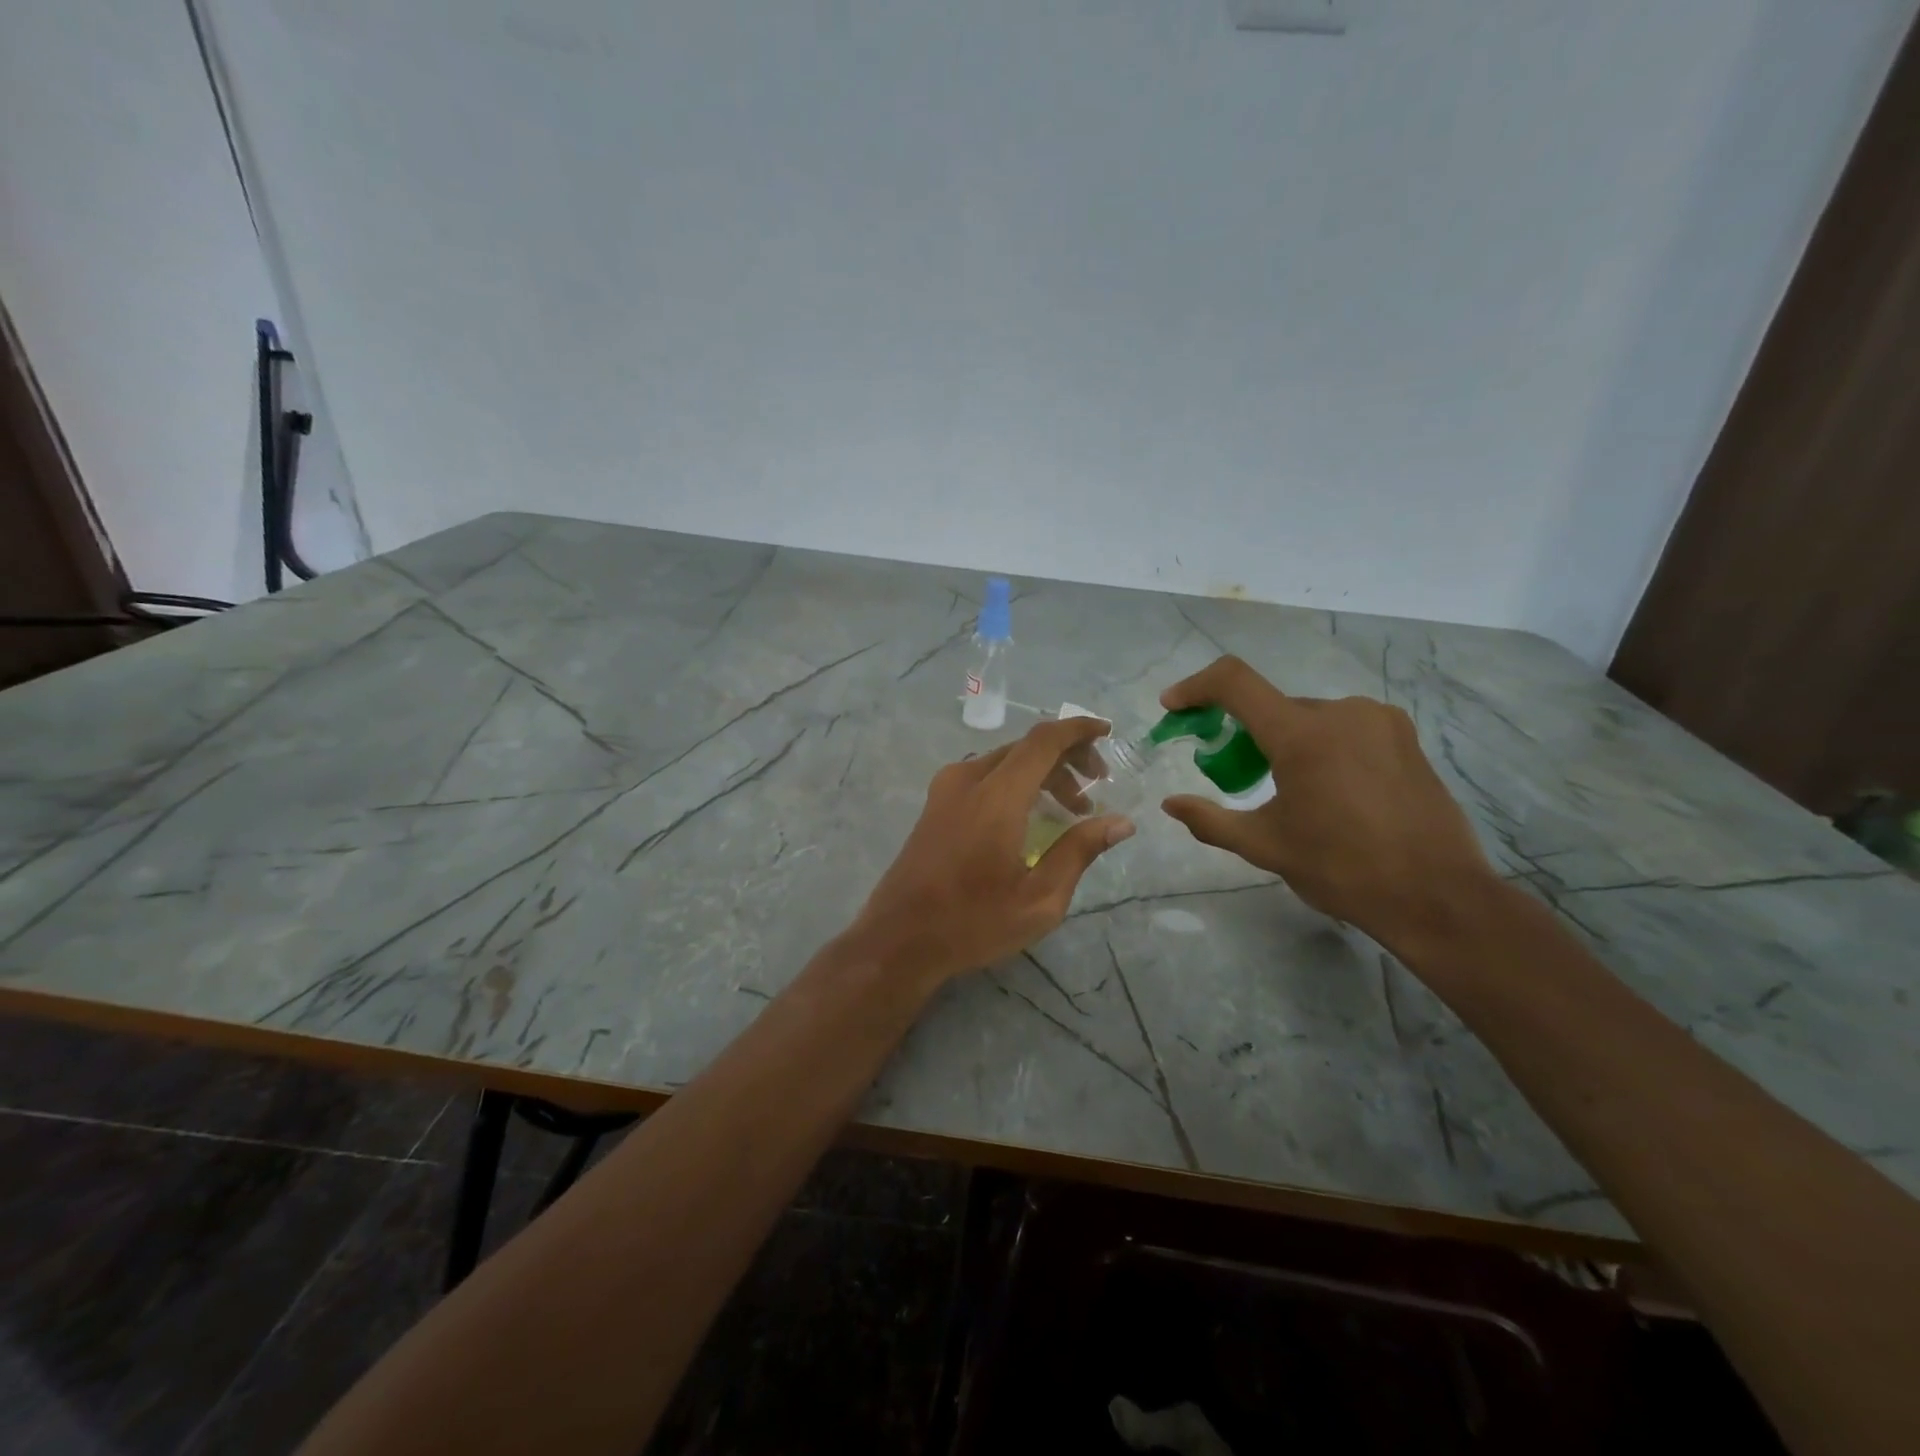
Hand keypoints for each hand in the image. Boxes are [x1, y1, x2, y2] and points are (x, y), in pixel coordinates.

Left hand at [848, 717, 1135, 985]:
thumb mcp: (1039, 898)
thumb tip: (1121, 821)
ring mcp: (946, 789)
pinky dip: (1016, 782)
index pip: (1043, 741)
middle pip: (1025, 748)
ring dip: (1041, 773)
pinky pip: (984, 775)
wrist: (898, 938)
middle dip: (1066, 759)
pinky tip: (1031, 815)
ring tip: (1070, 810)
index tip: (1107, 732)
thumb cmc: (972, 922)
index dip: (1078, 730)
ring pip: (1004, 760)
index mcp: (996, 796)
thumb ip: (1079, 851)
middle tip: (1096, 789)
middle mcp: (968, 779)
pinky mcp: (936, 803)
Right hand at [1159, 657, 1496, 954]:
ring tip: (1288, 792)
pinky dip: (1320, 747)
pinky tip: (1328, 791)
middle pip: (1272, 707)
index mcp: (1303, 735)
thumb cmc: (1343, 869)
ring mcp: (1379, 721)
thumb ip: (1210, 820)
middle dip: (1243, 733)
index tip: (1173, 706)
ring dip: (1284, 742)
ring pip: (1309, 719)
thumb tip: (1171, 804)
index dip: (1196, 687)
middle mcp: (1342, 712)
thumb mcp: (1265, 847)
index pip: (1234, 682)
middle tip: (1233, 775)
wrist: (1438, 897)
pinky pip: (1344, 728)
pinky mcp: (1404, 737)